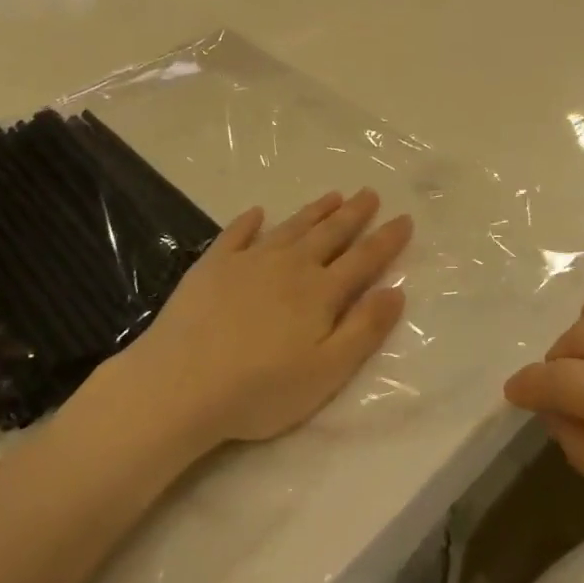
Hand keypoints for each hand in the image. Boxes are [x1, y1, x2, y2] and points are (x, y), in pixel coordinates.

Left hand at [100, 190, 412, 448]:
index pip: (364, 259)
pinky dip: (249, 221)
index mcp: (321, 292)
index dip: (386, 239)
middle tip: (370, 193)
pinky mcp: (212, 267)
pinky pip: (236, 234)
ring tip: (333, 195)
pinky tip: (257, 212)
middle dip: (354, 214)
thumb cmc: (259, 389)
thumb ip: (365, 329)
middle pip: (330, 234)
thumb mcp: (327, 371)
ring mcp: (248, 262)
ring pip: (291, 228)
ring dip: (314, 211)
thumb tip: (397, 291)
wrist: (179, 386)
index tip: (404, 219)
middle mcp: (290, 266)